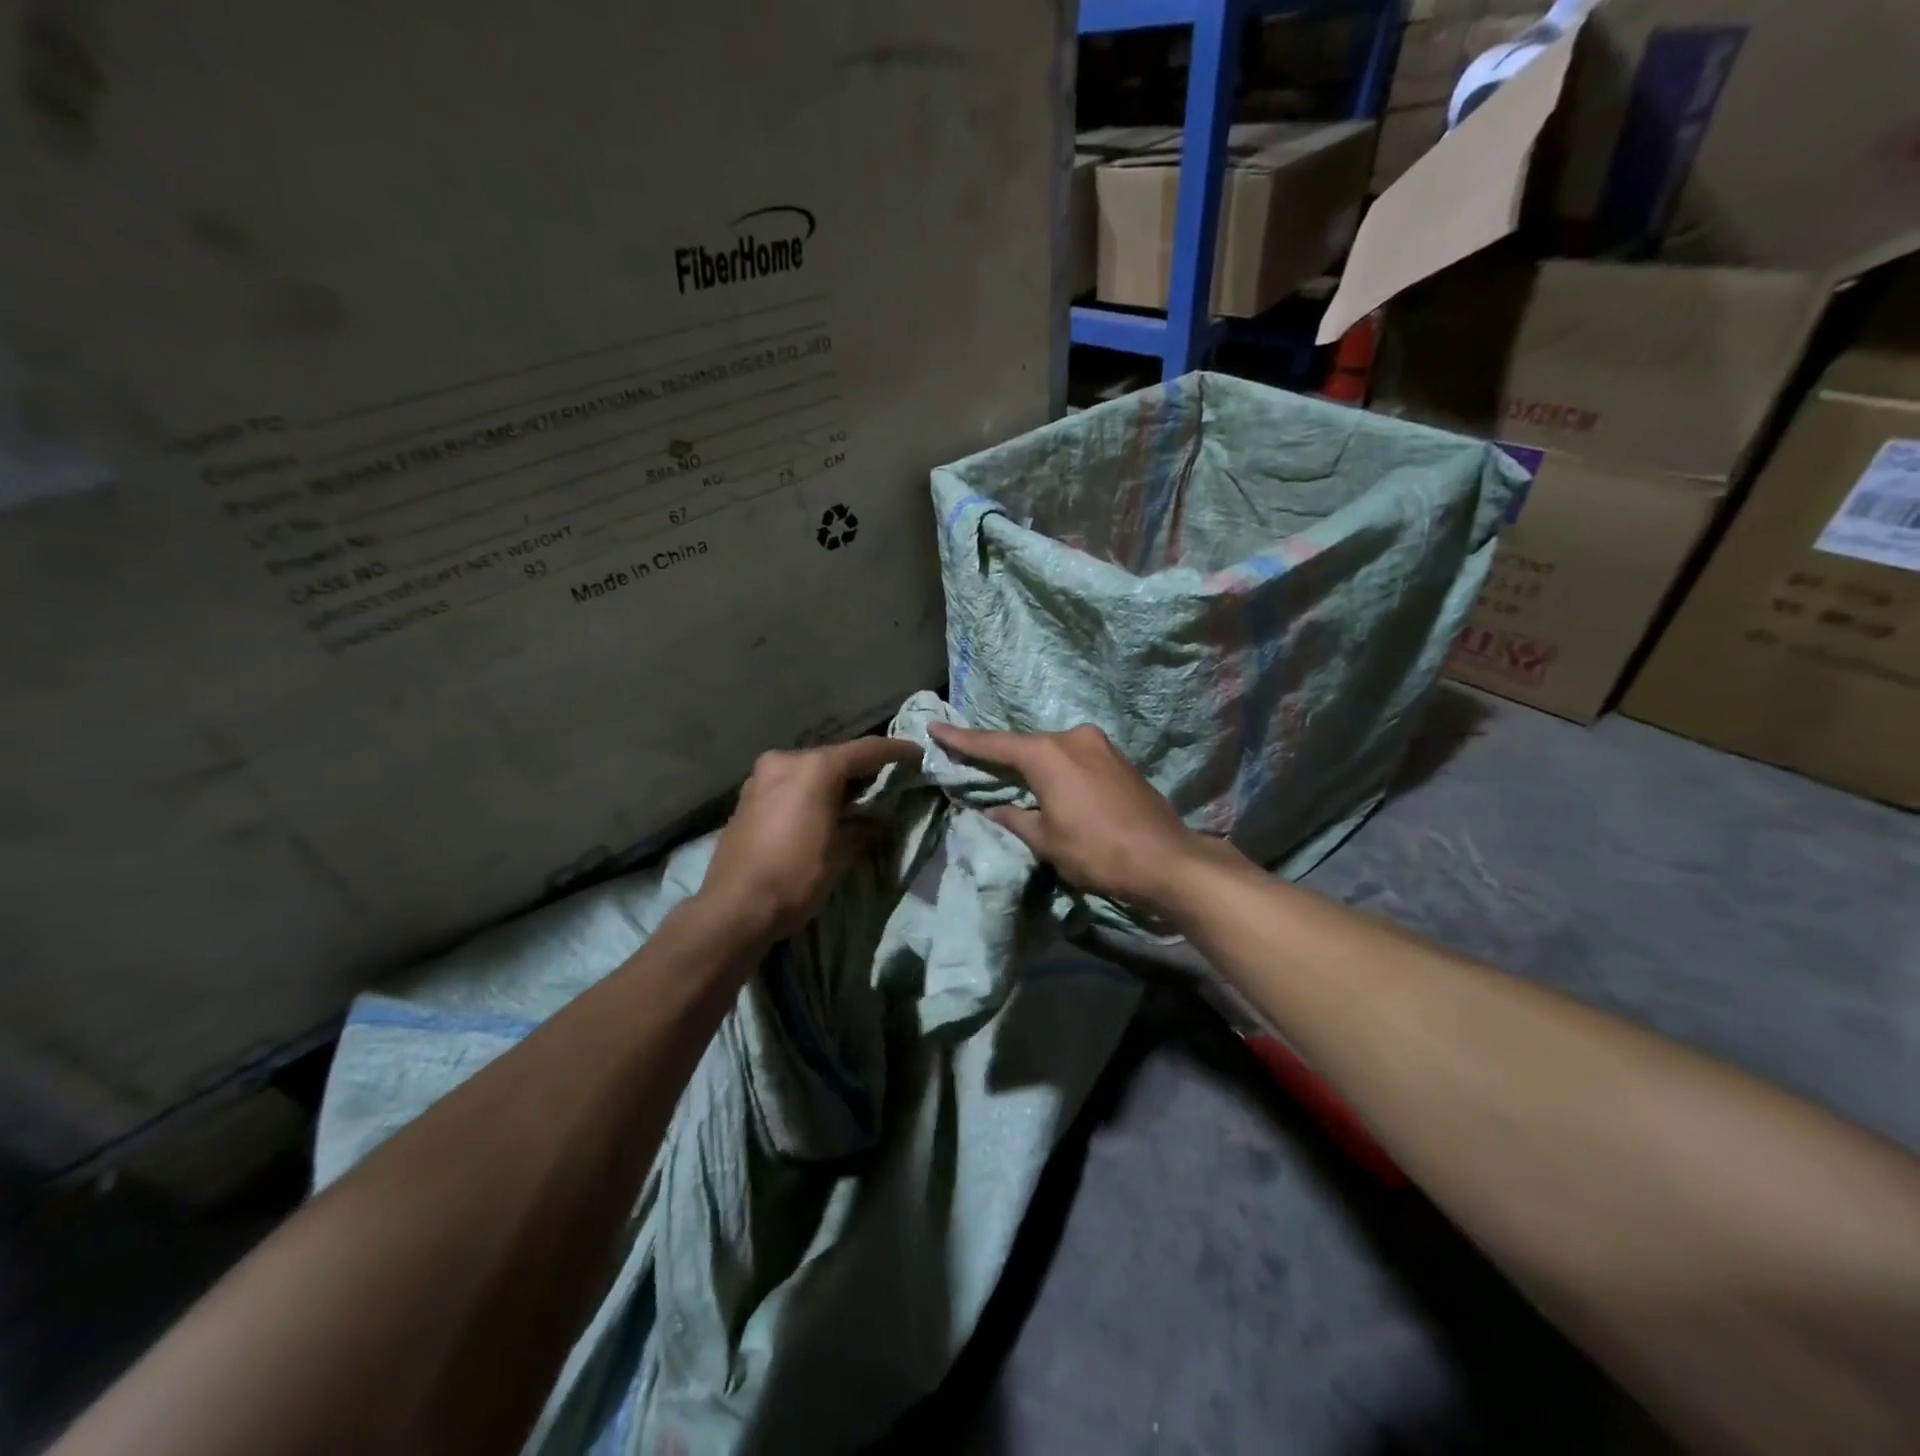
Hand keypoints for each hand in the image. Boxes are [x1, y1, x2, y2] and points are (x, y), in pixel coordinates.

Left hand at [698, 736, 921, 940]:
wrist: (734, 907)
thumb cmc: (796, 877)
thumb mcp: (841, 853)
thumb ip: (864, 827)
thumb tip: (876, 821)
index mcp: (815, 768)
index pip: (866, 751)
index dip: (896, 751)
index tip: (917, 754)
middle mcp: (786, 760)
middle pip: (834, 757)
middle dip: (862, 768)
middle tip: (888, 779)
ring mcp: (761, 777)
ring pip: (809, 769)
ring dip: (833, 780)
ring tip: (857, 796)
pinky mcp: (747, 796)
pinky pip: (789, 783)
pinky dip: (810, 790)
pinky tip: (822, 808)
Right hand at [927, 722, 1227, 911]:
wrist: (1167, 860)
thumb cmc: (1097, 851)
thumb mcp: (1046, 841)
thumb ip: (1014, 819)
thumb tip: (994, 809)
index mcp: (1048, 754)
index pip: (994, 745)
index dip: (962, 740)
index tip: (936, 727)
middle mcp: (1073, 738)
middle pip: (1025, 745)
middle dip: (1000, 755)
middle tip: (972, 760)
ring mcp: (1100, 745)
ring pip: (1052, 751)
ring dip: (1032, 765)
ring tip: (1012, 779)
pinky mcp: (1118, 759)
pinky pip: (1075, 758)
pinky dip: (1057, 769)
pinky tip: (1051, 785)